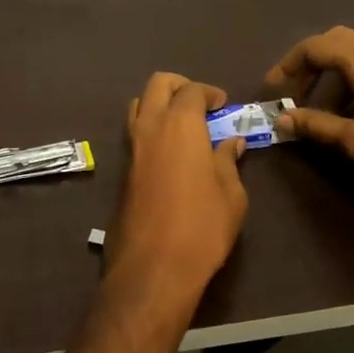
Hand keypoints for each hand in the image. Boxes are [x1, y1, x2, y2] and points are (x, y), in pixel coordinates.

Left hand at [109, 73, 248, 308]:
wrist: (153, 268)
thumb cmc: (202, 227)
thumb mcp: (231, 195)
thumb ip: (228, 162)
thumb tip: (231, 142)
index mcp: (180, 124)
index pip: (192, 90)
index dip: (209, 92)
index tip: (223, 105)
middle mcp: (150, 127)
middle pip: (158, 84)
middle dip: (180, 86)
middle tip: (200, 104)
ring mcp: (131, 148)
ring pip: (139, 105)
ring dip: (159, 104)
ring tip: (183, 126)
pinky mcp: (122, 171)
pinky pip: (134, 133)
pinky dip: (150, 129)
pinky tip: (169, 152)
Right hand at [266, 26, 353, 181]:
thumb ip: (316, 126)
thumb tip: (282, 120)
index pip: (311, 47)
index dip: (287, 66)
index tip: (273, 88)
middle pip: (332, 40)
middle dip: (308, 62)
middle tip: (295, 89)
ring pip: (352, 47)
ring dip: (330, 68)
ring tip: (321, 102)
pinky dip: (350, 72)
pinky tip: (353, 104)